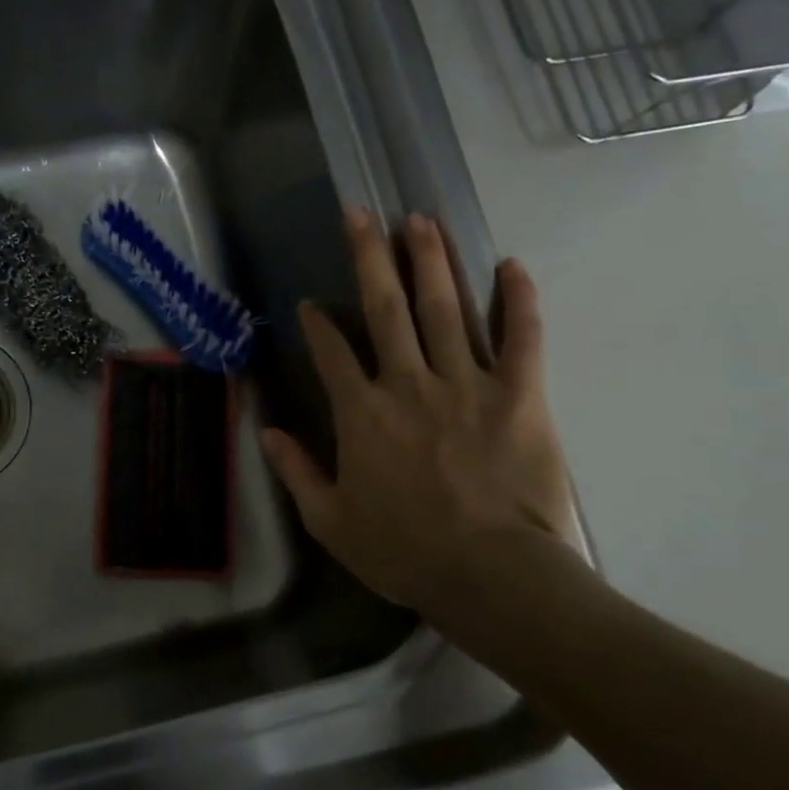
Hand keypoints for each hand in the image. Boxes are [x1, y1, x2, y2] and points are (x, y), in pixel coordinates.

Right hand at [260, 210, 572, 616]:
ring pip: (445, 308)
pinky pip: (521, 339)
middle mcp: (408, 383)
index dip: (317, 324)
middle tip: (362, 213)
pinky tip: (510, 265)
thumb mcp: (330, 522)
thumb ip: (296, 472)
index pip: (331, 352)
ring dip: (430, 261)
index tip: (310, 303)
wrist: (490, 576)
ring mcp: (466, 384)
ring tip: (420, 220)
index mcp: (361, 414)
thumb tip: (266, 432)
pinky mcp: (519, 395)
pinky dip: (518, 301)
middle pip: (385, 308)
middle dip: (370, 257)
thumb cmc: (404, 552)